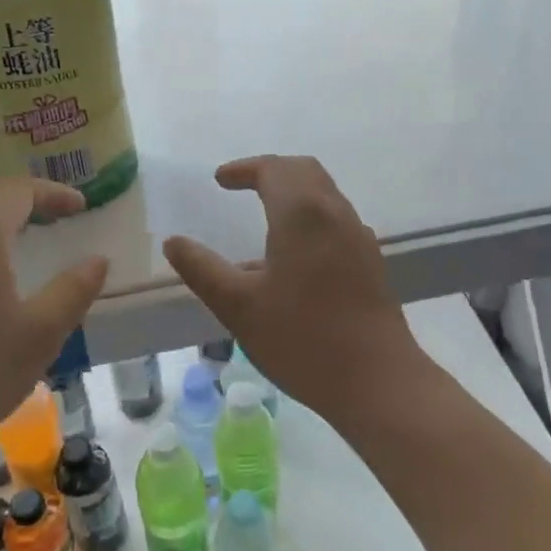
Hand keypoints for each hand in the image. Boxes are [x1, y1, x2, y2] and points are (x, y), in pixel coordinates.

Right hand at [162, 155, 426, 425]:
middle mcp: (334, 212)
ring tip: (265, 216)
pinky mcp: (370, 260)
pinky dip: (310, 214)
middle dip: (270, 171)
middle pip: (303, 171)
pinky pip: (335, 218)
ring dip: (293, 191)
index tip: (220, 180)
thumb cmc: (302, 339)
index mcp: (301, 213)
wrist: (378, 381)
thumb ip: (202, 269)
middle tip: (242, 185)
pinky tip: (294, 253)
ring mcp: (357, 236)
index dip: (244, 169)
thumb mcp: (238, 307)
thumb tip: (173, 242)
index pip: (272, 169)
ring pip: (324, 193)